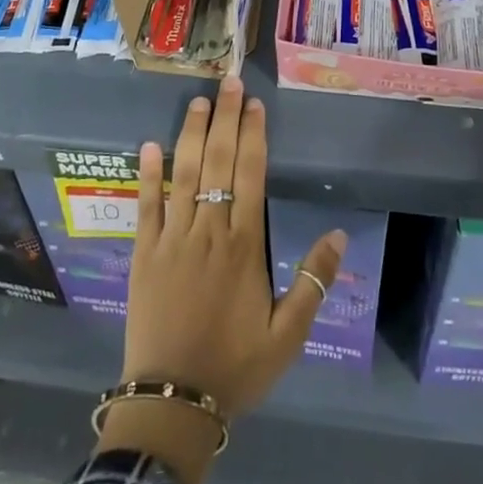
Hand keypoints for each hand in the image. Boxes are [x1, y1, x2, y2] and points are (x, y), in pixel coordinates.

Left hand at [98, 78, 344, 483]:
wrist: (173, 402)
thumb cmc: (235, 366)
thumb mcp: (288, 335)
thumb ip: (313, 282)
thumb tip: (338, 234)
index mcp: (244, 246)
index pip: (251, 175)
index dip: (253, 136)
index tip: (255, 105)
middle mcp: (208, 231)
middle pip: (219, 163)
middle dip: (226, 119)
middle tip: (229, 81)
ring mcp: (173, 238)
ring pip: (184, 174)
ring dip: (192, 134)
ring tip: (199, 100)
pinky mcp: (144, 253)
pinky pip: (146, 206)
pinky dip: (148, 174)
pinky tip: (151, 144)